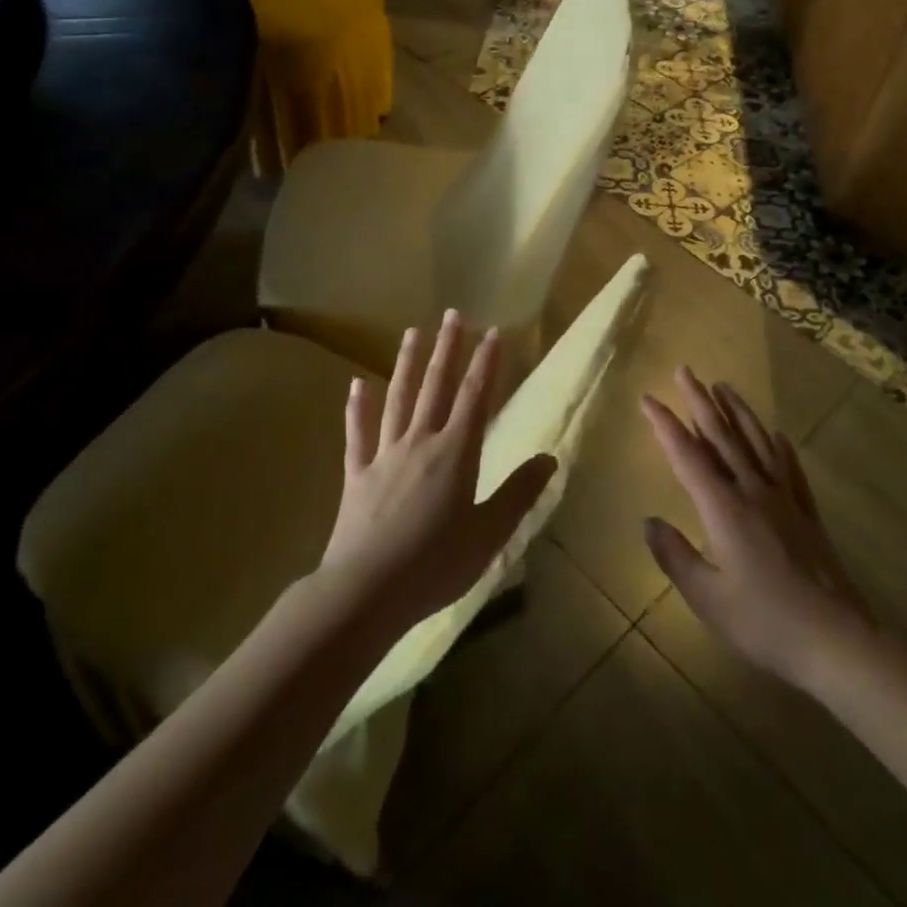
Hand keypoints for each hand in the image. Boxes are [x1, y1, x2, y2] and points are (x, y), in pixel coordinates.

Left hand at [318, 310, 555, 634]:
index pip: (475, 397)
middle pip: (436, 387)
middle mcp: (420, 442)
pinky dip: (357, 408)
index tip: (492, 331)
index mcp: (456, 454)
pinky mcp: (357, 475)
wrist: (366, 592)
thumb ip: (519, 493)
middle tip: (453, 314)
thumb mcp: (489, 534)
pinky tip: (356, 385)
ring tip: (412, 332)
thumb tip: (549, 457)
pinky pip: (358, 434)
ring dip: (407, 364)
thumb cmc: (436, 565)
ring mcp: (385, 455)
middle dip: (448, 349)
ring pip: (398, 399)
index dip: (486, 363)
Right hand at [642, 368, 873, 690]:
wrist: (837, 640)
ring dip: (737, 411)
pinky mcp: (806, 513)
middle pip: (722, 437)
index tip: (648, 398)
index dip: (665, 425)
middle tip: (684, 370)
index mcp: (723, 508)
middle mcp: (752, 491)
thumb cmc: (764, 622)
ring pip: (756, 442)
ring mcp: (784, 499)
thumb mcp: (707, 597)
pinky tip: (775, 433)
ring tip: (723, 385)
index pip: (687, 456)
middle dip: (699, 401)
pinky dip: (778, 446)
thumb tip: (649, 521)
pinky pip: (789, 468)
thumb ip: (674, 556)